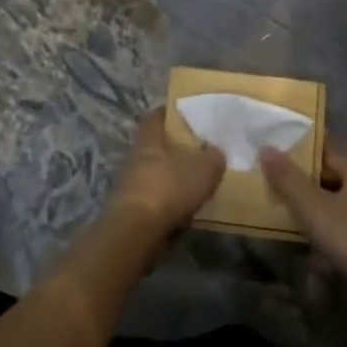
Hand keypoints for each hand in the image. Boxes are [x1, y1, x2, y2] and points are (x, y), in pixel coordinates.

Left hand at [110, 108, 225, 233]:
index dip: (170, 113)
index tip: (187, 114)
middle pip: (155, 147)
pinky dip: (169, 202)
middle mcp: (135, 158)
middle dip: (174, 148)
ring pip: (154, 174)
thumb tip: (216, 152)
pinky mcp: (131, 212)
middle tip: (199, 150)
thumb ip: (213, 157)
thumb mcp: (203, 168)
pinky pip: (154, 200)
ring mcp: (130, 186)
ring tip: (196, 182)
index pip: (156, 117)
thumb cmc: (168, 189)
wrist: (136, 233)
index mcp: (148, 140)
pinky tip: (186, 208)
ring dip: (171, 178)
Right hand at [259, 144, 346, 291]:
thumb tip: (266, 148)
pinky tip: (315, 236)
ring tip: (294, 211)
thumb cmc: (346, 235)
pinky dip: (330, 223)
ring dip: (319, 204)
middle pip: (334, 176)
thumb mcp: (310, 205)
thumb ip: (287, 178)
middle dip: (309, 180)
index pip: (328, 151)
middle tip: (281, 182)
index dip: (304, 150)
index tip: (283, 150)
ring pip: (341, 200)